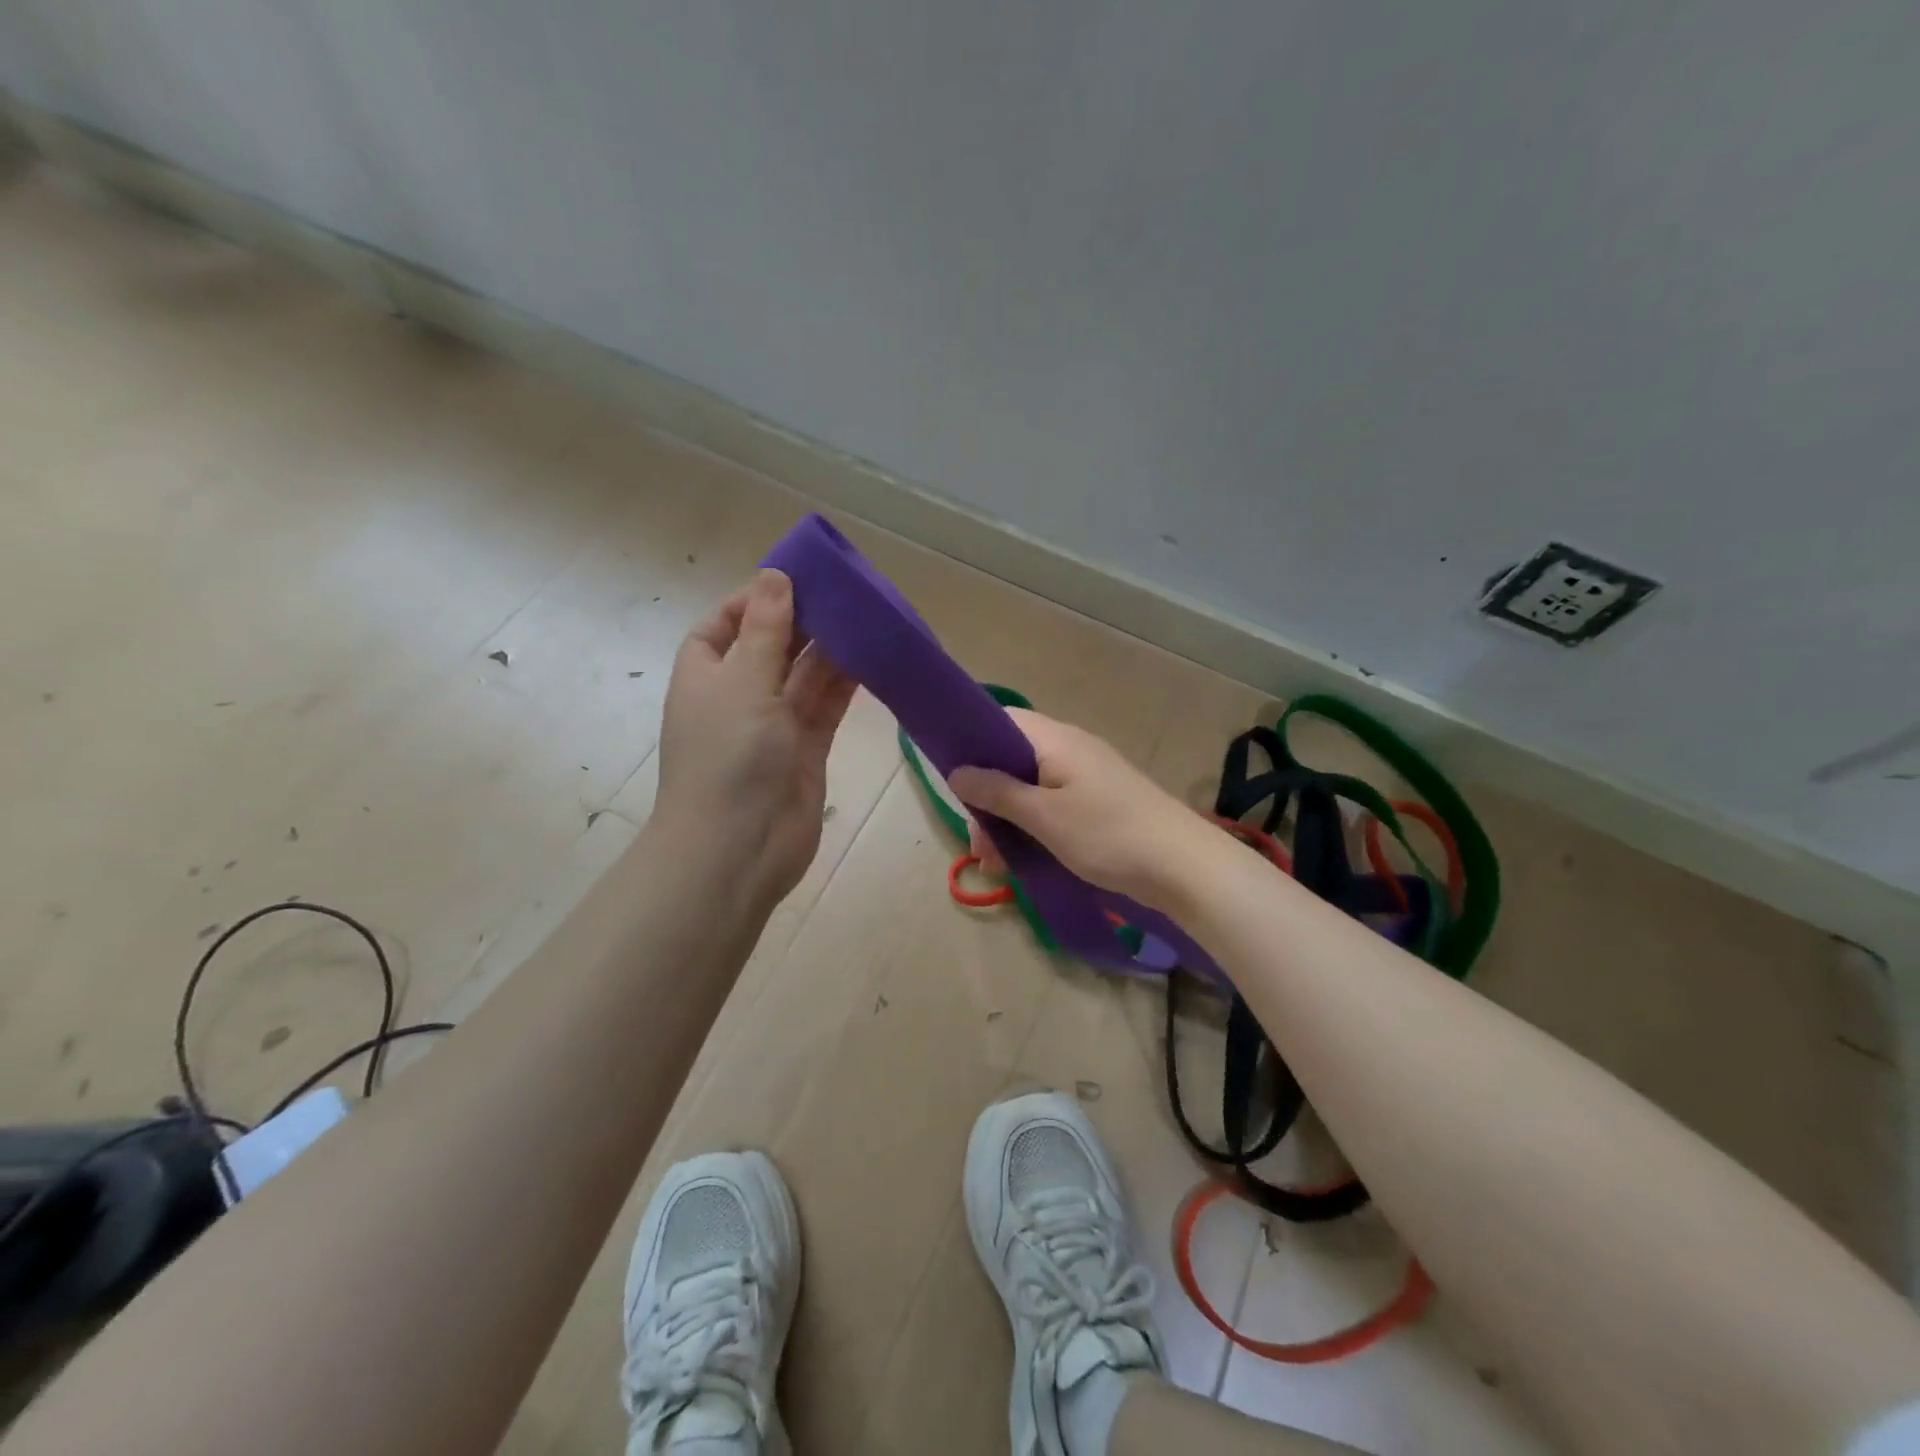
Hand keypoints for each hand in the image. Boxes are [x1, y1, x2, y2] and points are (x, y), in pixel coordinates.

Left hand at [654, 569, 858, 907]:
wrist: (739, 848)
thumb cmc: (729, 756)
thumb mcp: (743, 681)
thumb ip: (766, 629)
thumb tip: (775, 575)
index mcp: (706, 675)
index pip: (724, 625)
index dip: (753, 601)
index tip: (793, 580)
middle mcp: (738, 696)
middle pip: (771, 647)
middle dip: (802, 621)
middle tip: (844, 591)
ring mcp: (774, 725)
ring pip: (804, 675)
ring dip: (830, 649)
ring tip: (865, 616)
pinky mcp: (807, 749)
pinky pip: (827, 705)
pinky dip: (846, 683)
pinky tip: (871, 656)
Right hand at [948, 708, 1220, 912]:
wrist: (1184, 866)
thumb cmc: (1107, 834)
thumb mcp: (1044, 816)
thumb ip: (998, 792)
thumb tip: (957, 771)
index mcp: (1055, 739)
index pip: (1002, 721)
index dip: (972, 742)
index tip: (954, 779)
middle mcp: (1070, 749)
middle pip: (1012, 761)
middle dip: (988, 800)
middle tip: (979, 845)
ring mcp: (1087, 776)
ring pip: (1031, 789)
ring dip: (1009, 822)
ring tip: (998, 865)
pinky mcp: (1099, 803)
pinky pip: (1053, 807)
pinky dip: (1035, 829)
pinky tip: (1025, 862)